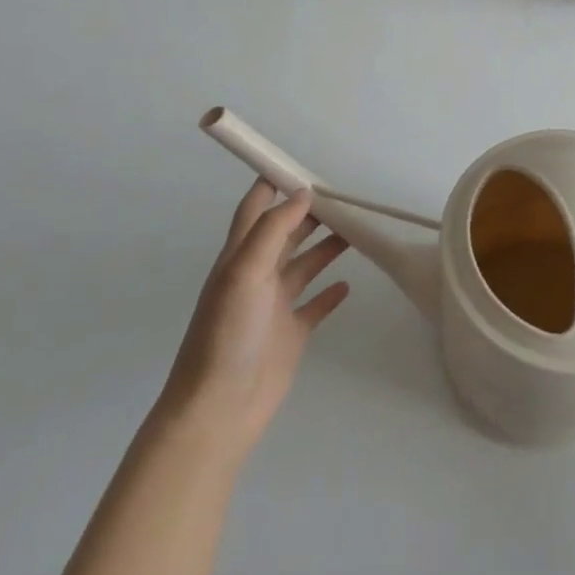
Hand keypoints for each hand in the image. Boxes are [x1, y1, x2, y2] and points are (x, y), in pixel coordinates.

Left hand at [158, 180, 350, 468]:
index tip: (300, 165)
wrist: (219, 409)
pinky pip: (314, 305)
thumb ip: (273, 230)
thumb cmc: (227, 334)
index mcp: (239, 258)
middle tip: (343, 197)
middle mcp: (257, 276)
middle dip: (309, 213)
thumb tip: (302, 194)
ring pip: (304, 265)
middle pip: (285, 233)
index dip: (272, 185)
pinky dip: (330, 293)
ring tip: (355, 230)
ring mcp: (274, 306)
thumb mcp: (245, 272)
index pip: (255, 210)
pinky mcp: (290, 333)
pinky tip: (348, 284)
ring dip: (326, 246)